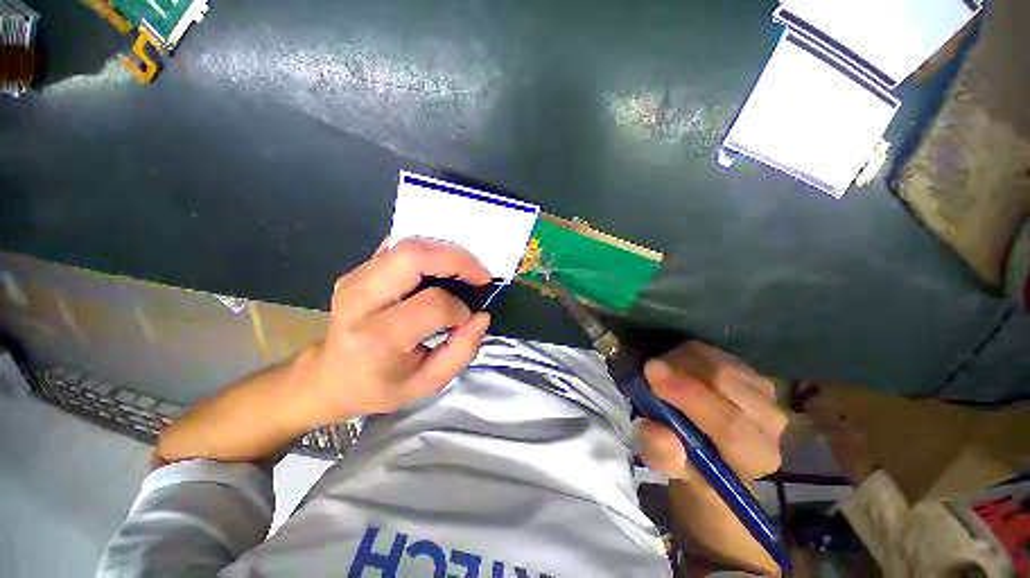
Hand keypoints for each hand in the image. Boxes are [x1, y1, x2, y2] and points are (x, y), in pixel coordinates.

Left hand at [302, 237, 491, 423]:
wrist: (329, 377)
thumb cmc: (379, 386)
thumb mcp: (427, 384)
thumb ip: (462, 351)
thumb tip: (482, 316)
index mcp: (377, 337)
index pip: (432, 304)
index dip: (459, 309)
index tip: (466, 319)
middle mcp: (360, 300)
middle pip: (414, 256)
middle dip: (457, 259)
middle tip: (480, 275)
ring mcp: (355, 279)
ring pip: (408, 245)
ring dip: (446, 252)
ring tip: (465, 271)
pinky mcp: (357, 270)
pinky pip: (399, 247)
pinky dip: (428, 251)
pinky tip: (440, 268)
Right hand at [637, 341, 786, 484]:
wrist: (711, 452)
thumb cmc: (688, 463)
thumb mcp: (666, 465)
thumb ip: (661, 455)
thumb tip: (658, 433)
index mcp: (754, 457)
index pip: (729, 425)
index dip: (688, 396)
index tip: (651, 373)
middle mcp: (771, 424)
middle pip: (727, 384)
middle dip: (681, 370)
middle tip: (650, 367)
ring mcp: (766, 394)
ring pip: (721, 364)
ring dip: (684, 361)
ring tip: (661, 370)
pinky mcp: (752, 373)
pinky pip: (719, 354)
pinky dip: (691, 354)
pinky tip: (677, 365)